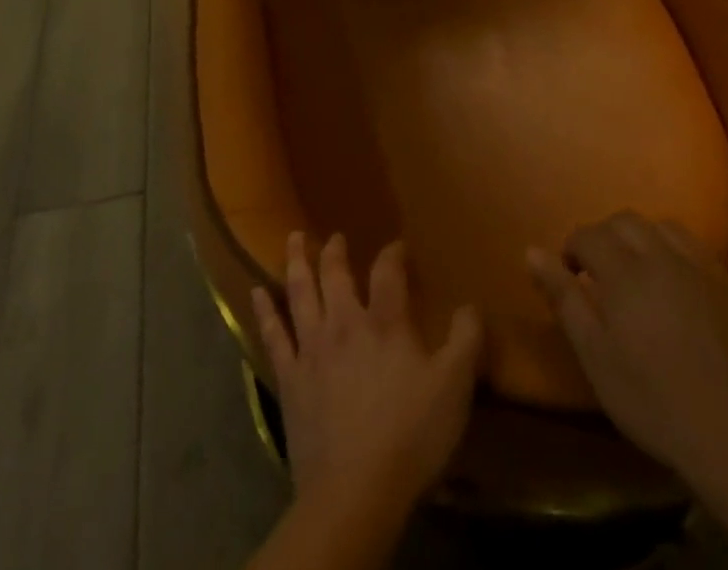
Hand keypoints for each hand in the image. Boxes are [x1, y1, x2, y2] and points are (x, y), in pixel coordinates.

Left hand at [253, 233, 481, 516]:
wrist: (355, 490)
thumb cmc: (410, 435)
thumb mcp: (455, 387)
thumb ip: (465, 340)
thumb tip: (471, 303)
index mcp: (385, 322)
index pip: (387, 271)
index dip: (393, 253)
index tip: (398, 246)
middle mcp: (344, 323)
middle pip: (335, 274)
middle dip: (335, 251)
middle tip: (335, 236)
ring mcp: (312, 348)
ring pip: (300, 292)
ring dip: (296, 262)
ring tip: (293, 238)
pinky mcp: (289, 378)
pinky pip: (273, 335)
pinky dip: (264, 311)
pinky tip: (255, 292)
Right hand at [528, 212, 727, 479]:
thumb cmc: (652, 400)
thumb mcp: (594, 355)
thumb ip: (563, 297)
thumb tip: (531, 251)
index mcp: (624, 271)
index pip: (588, 234)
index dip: (573, 249)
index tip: (571, 276)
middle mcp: (661, 256)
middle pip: (625, 221)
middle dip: (605, 236)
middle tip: (601, 272)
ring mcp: (699, 268)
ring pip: (662, 227)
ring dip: (642, 239)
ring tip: (639, 271)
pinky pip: (696, 248)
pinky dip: (676, 252)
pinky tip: (676, 281)